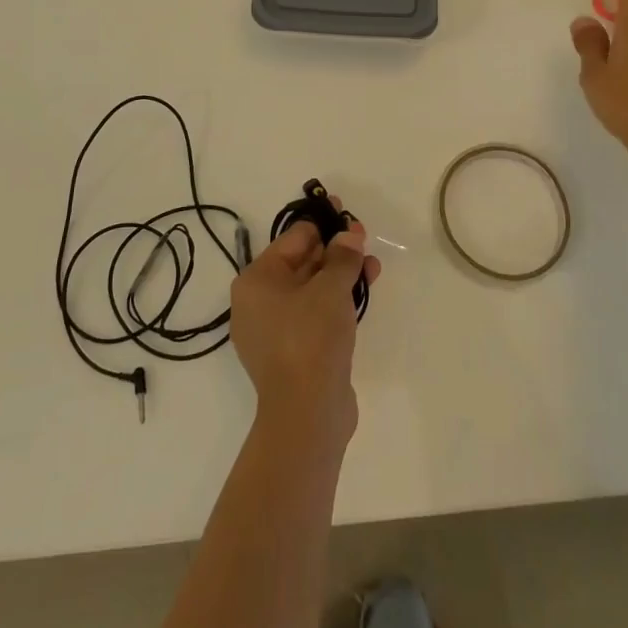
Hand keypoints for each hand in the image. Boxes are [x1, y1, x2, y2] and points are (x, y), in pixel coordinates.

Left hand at [229, 200, 380, 452]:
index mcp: (256, 280)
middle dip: (335, 249)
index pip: (292, 239)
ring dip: (341, 274)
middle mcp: (258, 302)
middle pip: (301, 263)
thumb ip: (342, 256)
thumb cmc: (310, 338)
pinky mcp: (293, 353)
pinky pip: (315, 314)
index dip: (322, 224)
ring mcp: (275, 331)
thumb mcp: (330, 288)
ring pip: (311, 290)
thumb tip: (349, 234)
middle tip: (363, 237)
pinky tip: (362, 292)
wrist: (308, 414)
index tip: (346, 214)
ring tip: (372, 265)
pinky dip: (336, 301)